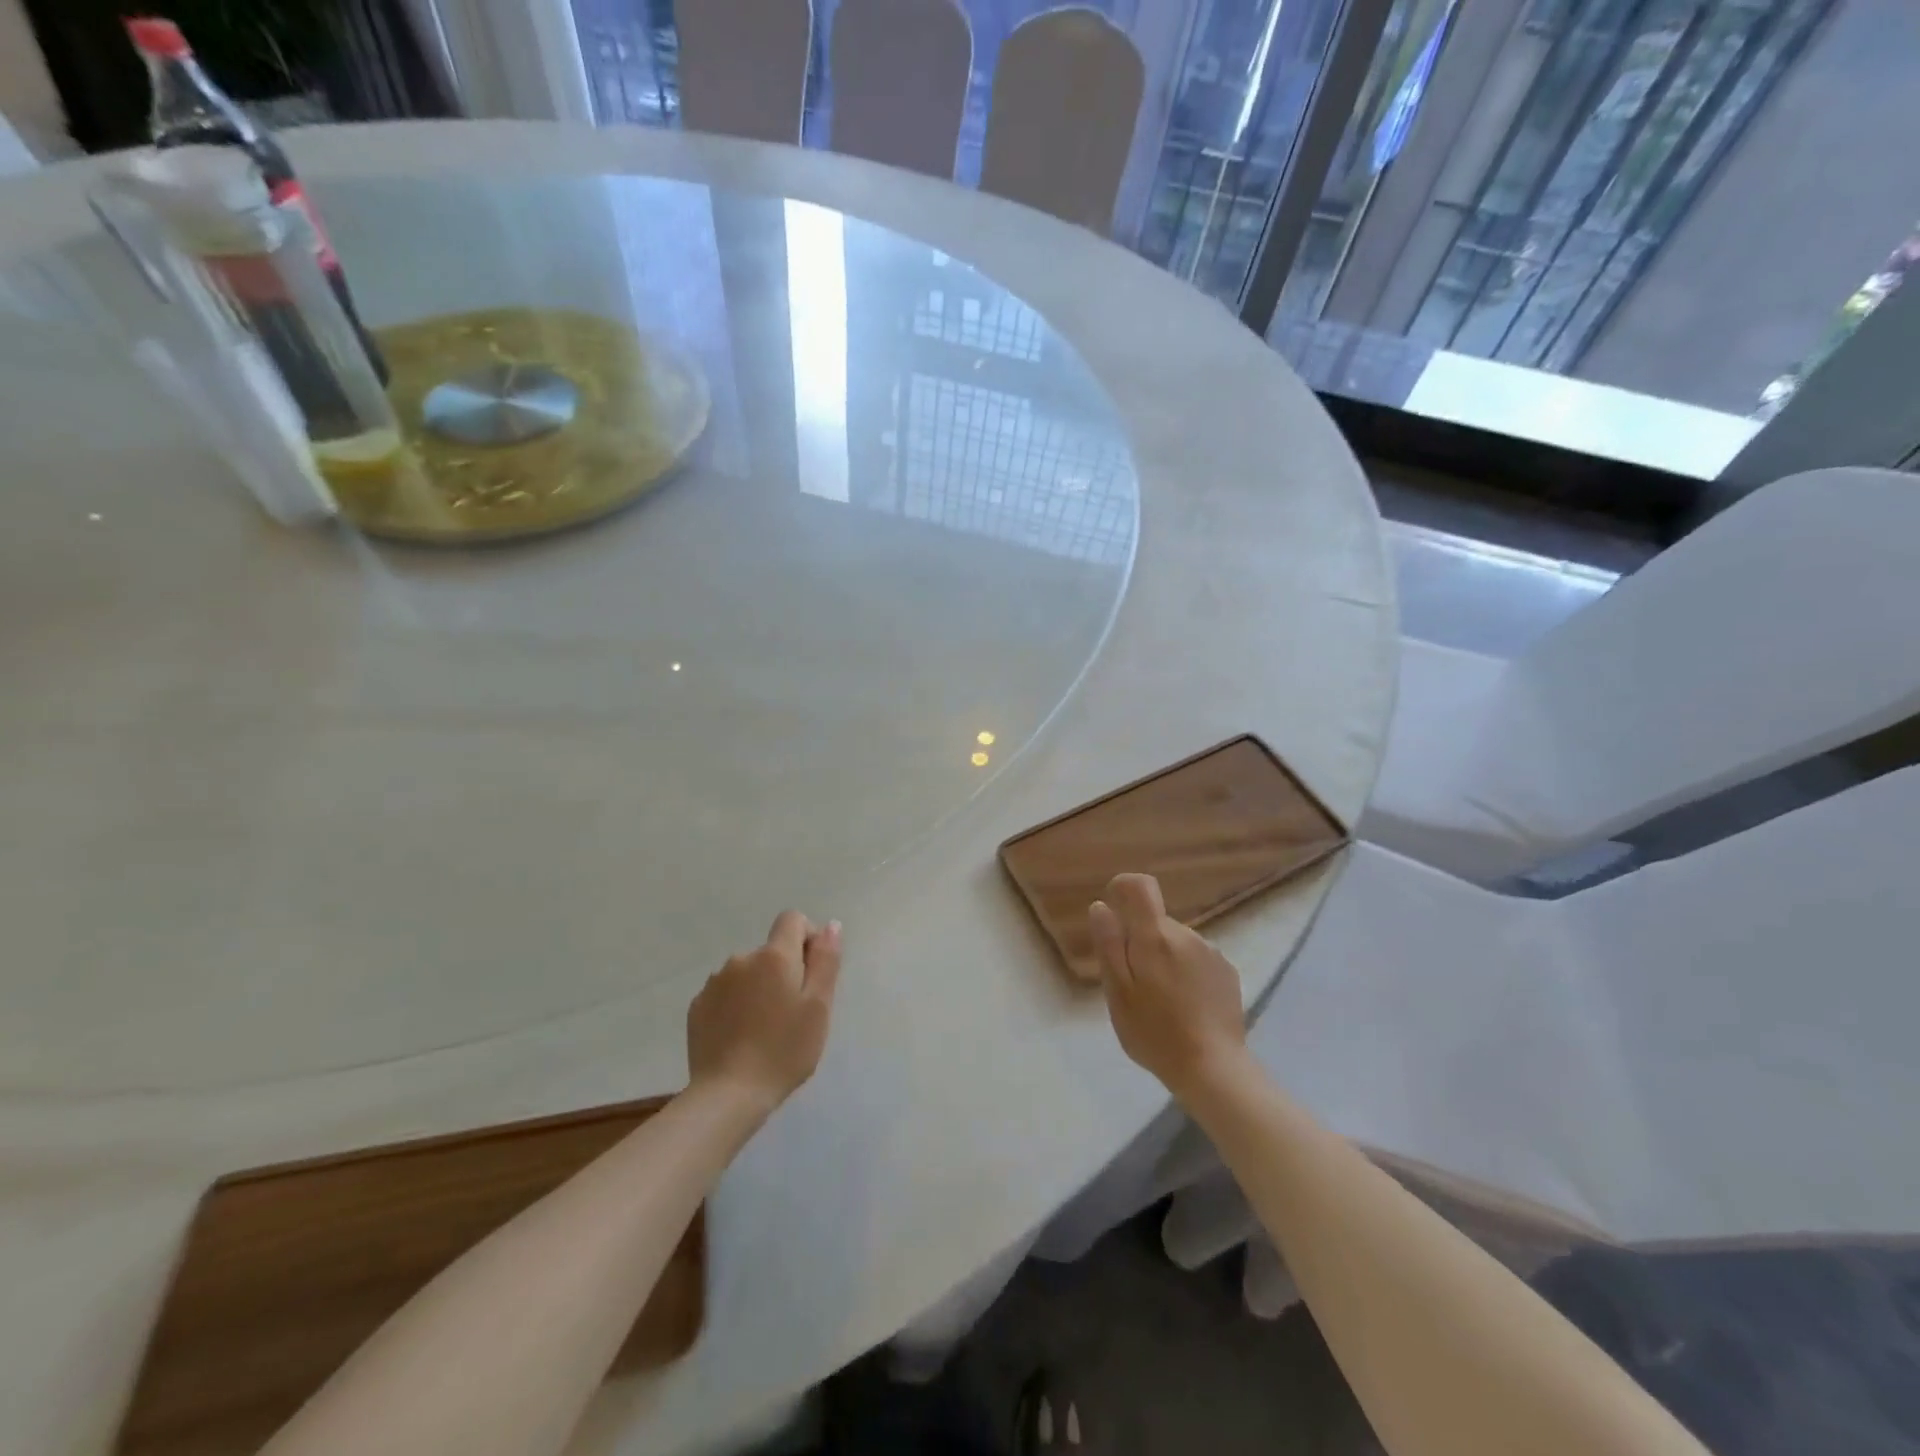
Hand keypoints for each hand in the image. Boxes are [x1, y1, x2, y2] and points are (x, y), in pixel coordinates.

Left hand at [688, 912, 840, 1115]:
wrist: (728, 1096)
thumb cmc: (784, 1050)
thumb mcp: (818, 1007)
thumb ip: (825, 960)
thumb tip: (830, 925)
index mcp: (774, 956)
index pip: (792, 919)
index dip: (807, 938)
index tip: (812, 973)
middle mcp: (741, 959)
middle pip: (771, 951)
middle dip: (784, 972)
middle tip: (793, 1014)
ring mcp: (714, 983)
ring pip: (747, 973)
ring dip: (759, 989)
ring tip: (765, 1031)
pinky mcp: (697, 1008)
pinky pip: (725, 994)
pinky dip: (737, 1006)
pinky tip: (741, 1038)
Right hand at [1089, 874, 1245, 1099]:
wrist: (1214, 1069)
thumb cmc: (1155, 1032)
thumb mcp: (1118, 993)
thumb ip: (1109, 945)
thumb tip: (1101, 906)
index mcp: (1155, 936)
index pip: (1140, 886)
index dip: (1123, 887)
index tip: (1113, 909)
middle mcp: (1186, 935)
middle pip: (1156, 921)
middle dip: (1140, 941)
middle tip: (1133, 984)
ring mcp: (1211, 953)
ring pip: (1176, 942)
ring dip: (1164, 958)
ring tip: (1161, 1001)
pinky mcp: (1227, 972)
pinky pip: (1196, 959)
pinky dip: (1185, 972)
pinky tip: (1185, 1006)